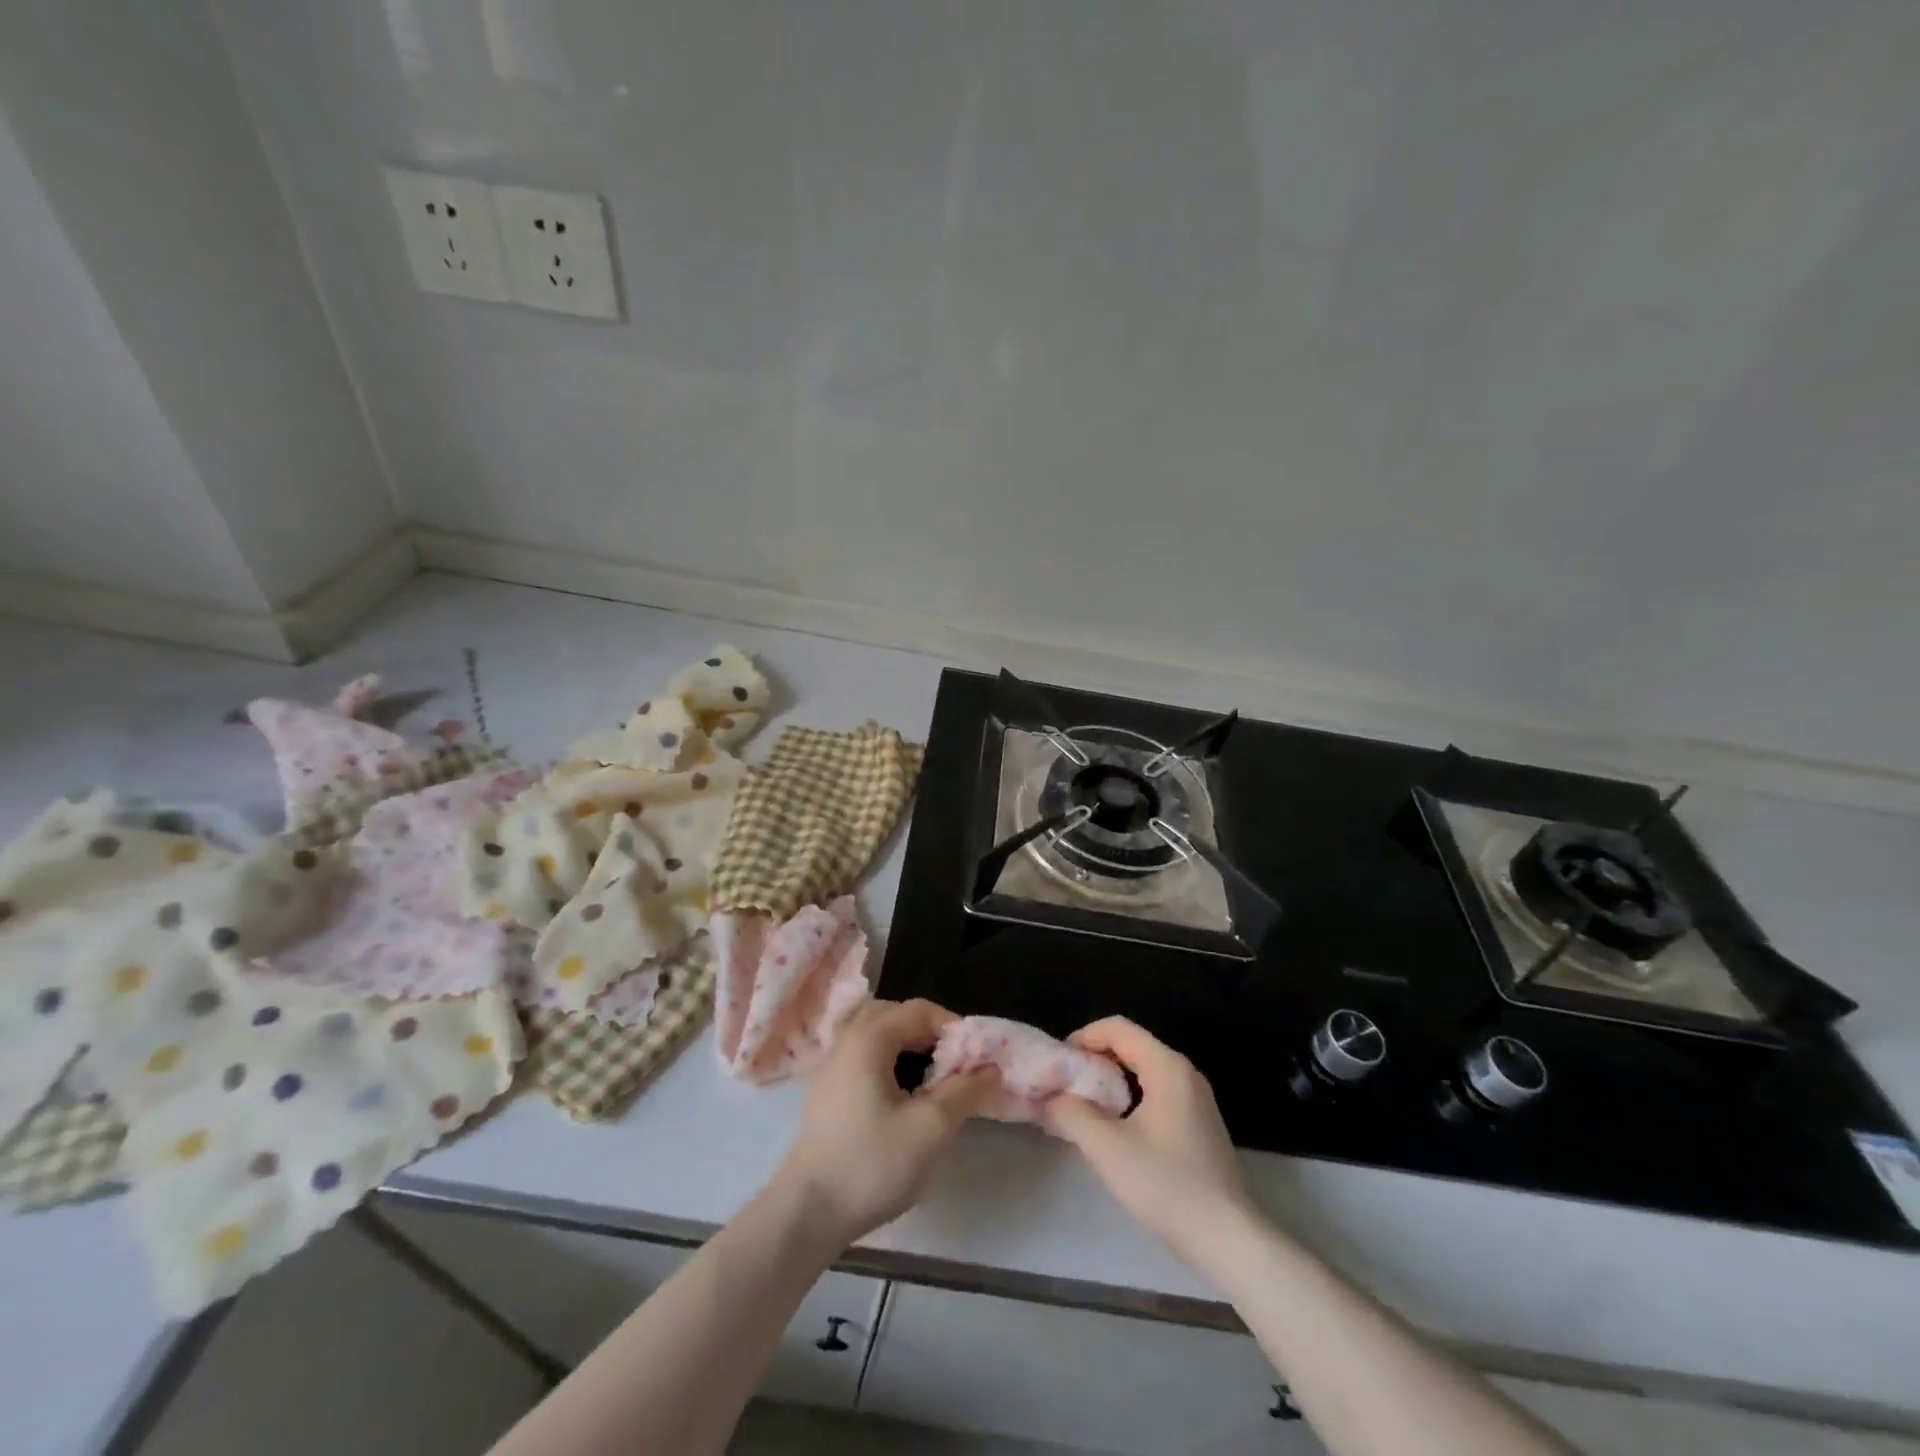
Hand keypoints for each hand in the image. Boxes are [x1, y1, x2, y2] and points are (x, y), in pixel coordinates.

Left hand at [774, 999, 996, 1247]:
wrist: (808, 1212)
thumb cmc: (871, 1163)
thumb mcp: (929, 1128)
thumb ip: (964, 1092)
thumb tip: (991, 1068)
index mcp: (869, 1038)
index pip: (920, 1010)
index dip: (954, 1027)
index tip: (976, 1058)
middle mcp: (847, 1040)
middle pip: (896, 1016)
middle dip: (930, 1034)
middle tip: (954, 1066)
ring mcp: (831, 1065)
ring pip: (877, 1036)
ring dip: (908, 1048)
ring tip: (932, 1081)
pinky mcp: (826, 1091)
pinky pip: (863, 1057)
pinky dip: (889, 1063)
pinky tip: (901, 1097)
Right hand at [1044, 1017, 1254, 1262]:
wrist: (1229, 1240)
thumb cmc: (1167, 1185)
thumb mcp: (1107, 1148)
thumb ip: (1070, 1113)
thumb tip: (1048, 1097)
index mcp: (1167, 1066)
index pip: (1117, 1028)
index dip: (1082, 1038)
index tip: (1059, 1066)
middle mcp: (1184, 1072)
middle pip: (1131, 1045)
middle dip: (1094, 1060)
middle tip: (1066, 1087)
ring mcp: (1196, 1098)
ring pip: (1143, 1070)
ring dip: (1110, 1080)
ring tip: (1084, 1108)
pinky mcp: (1199, 1124)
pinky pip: (1156, 1092)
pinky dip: (1130, 1097)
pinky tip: (1116, 1130)